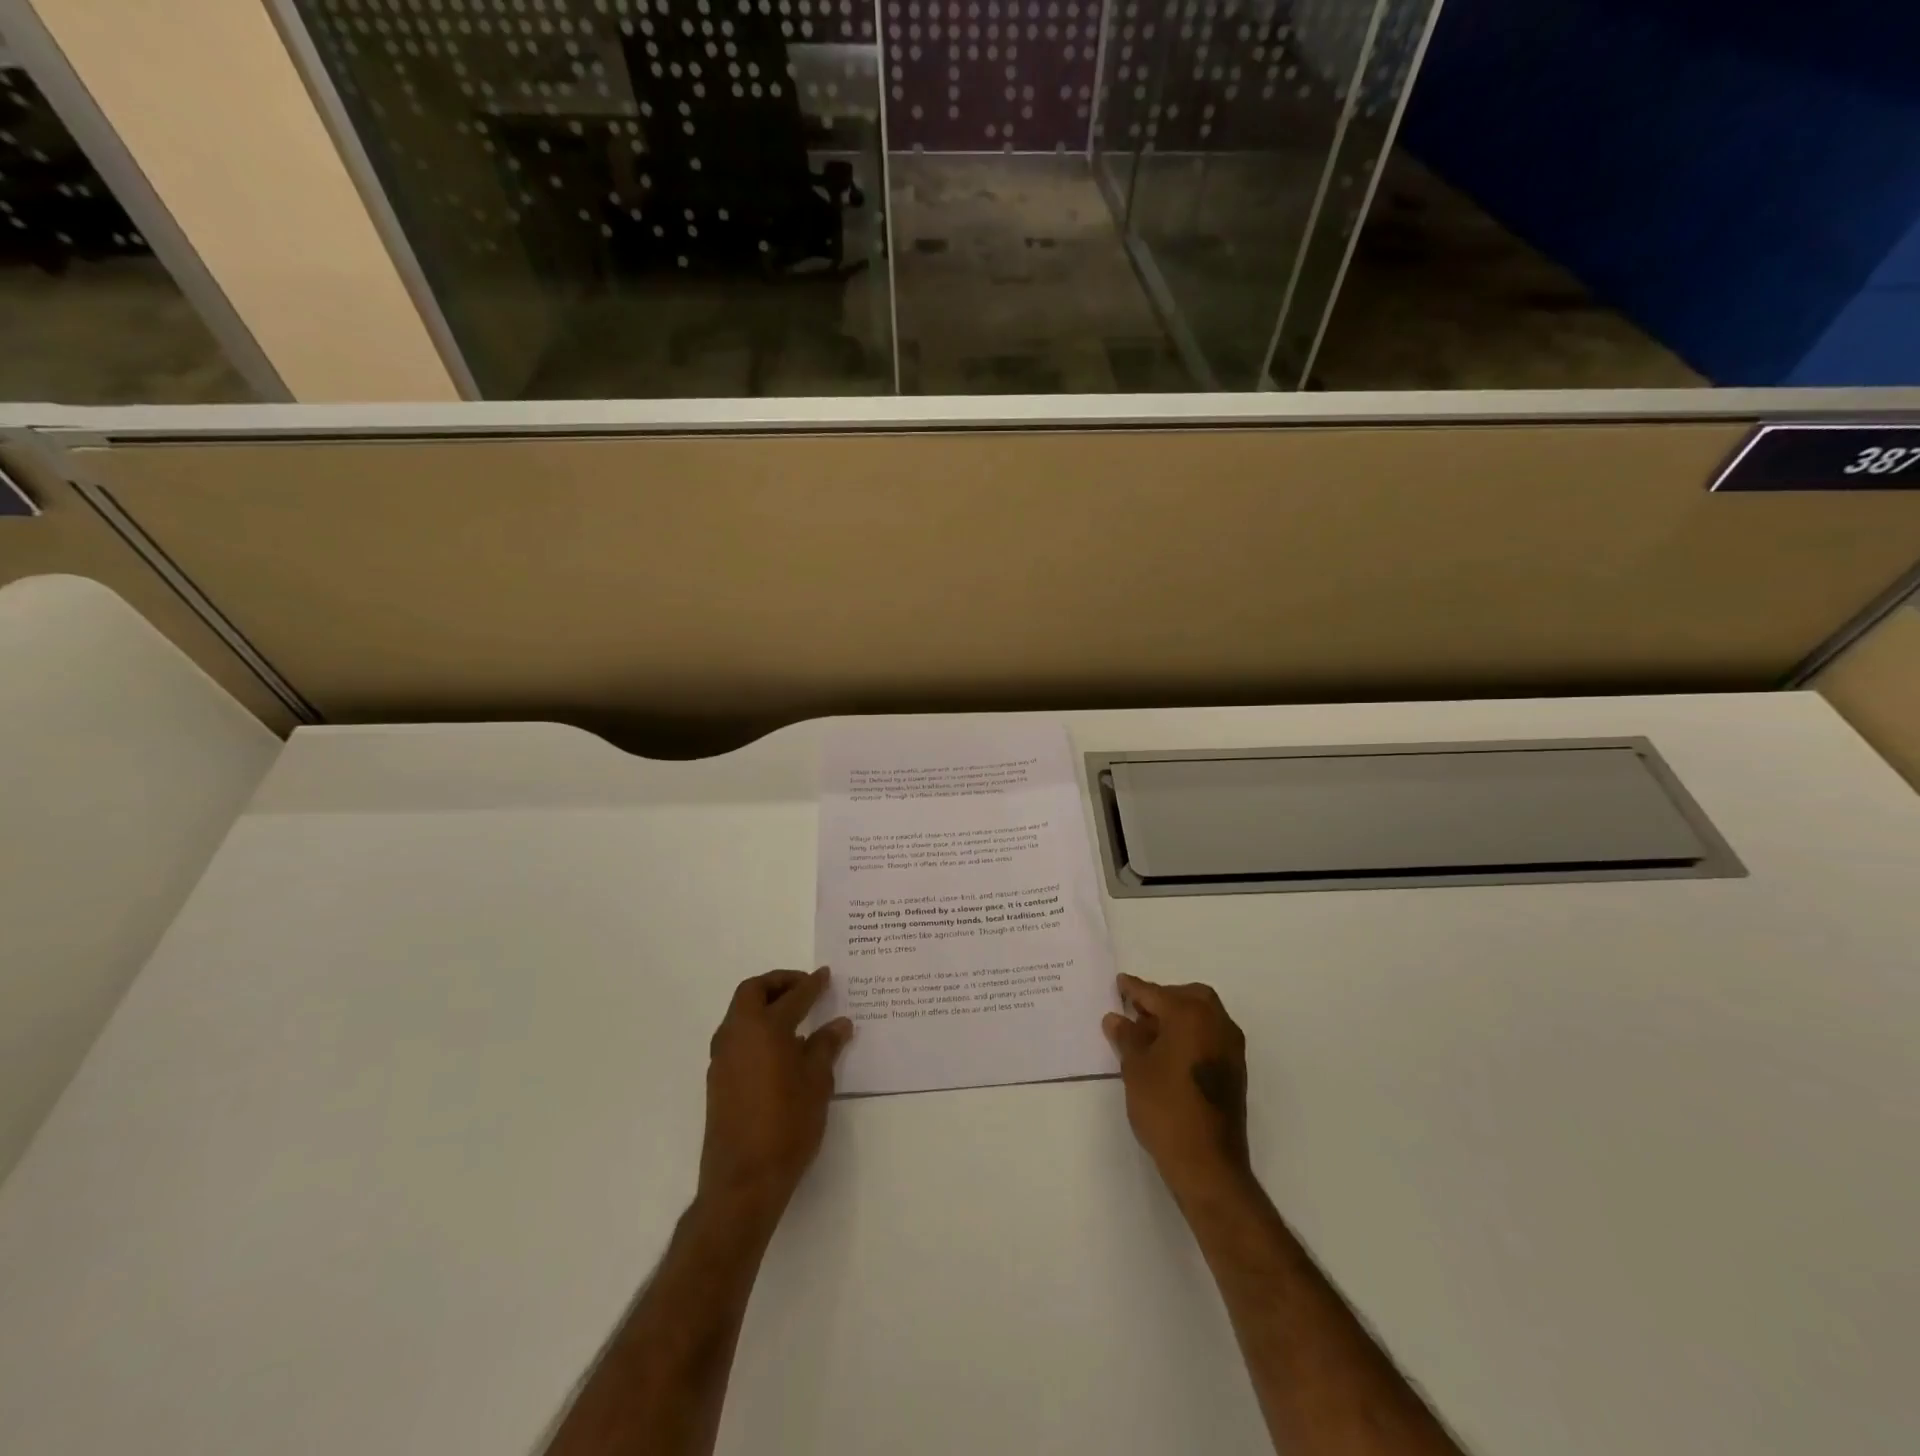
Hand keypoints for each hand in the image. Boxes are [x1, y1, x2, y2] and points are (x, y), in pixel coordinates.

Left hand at [699, 968, 852, 1220]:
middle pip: (753, 992)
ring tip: (794, 1016)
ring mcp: (722, 1057)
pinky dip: (755, 1028)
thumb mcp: (817, 1083)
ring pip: (740, 1013)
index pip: (793, 996)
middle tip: (804, 988)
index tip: (825, 976)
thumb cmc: (787, 1124)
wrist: (743, 1180)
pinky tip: (778, 1048)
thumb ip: (826, 1047)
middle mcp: (738, 1034)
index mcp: (765, 1028)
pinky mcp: (717, 1079)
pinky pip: (736, 1036)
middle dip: (779, 983)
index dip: (812, 985)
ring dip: (764, 1005)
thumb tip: (839, 1024)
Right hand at [1103, 974, 1251, 1202]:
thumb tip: (1116, 1018)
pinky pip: (1210, 1036)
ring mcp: (1231, 1047)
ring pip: (1202, 1016)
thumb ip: (1127, 1037)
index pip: (1156, 994)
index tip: (1120, 982)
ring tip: (1148, 1035)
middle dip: (1162, 999)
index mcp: (1191, 1014)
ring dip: (1177, 1018)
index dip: (1134, 989)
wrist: (1208, 1163)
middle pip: (1187, 997)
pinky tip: (1169, 1054)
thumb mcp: (1135, 1068)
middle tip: (1136, 1011)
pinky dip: (1190, 1035)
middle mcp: (1217, 1023)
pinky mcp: (1235, 1070)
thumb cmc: (1165, 1107)